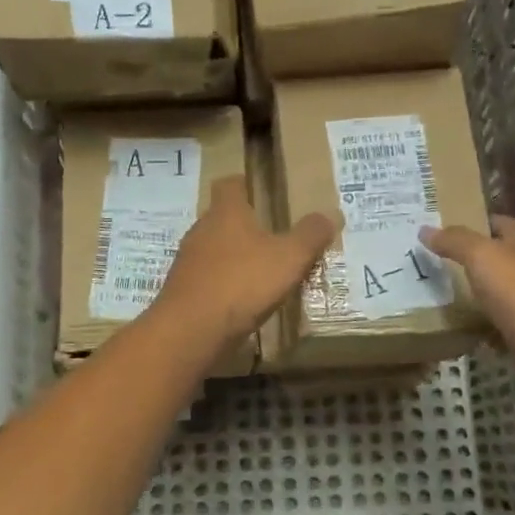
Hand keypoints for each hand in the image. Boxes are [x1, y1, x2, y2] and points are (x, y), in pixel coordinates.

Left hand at [152, 176, 336, 351]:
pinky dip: (222, 284)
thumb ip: (310, 235)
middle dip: (243, 225)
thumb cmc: (242, 282)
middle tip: (270, 235)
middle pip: (221, 218)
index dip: (244, 184)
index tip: (259, 189)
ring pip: (213, 249)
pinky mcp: (182, 291)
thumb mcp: (289, 258)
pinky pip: (206, 279)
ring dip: (232, 257)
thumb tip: (331, 213)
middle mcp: (201, 230)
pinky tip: (240, 300)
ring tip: (259, 270)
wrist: (191, 330)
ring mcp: (187, 262)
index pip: (229, 184)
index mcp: (226, 213)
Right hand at [419, 216, 514, 371]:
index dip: (474, 222)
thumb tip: (425, 229)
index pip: (499, 223)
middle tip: (434, 264)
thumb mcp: (482, 256)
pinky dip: (484, 328)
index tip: (443, 229)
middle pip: (499, 259)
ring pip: (500, 293)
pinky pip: (501, 326)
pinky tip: (462, 331)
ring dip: (477, 296)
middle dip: (471, 261)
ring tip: (440, 297)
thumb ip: (455, 241)